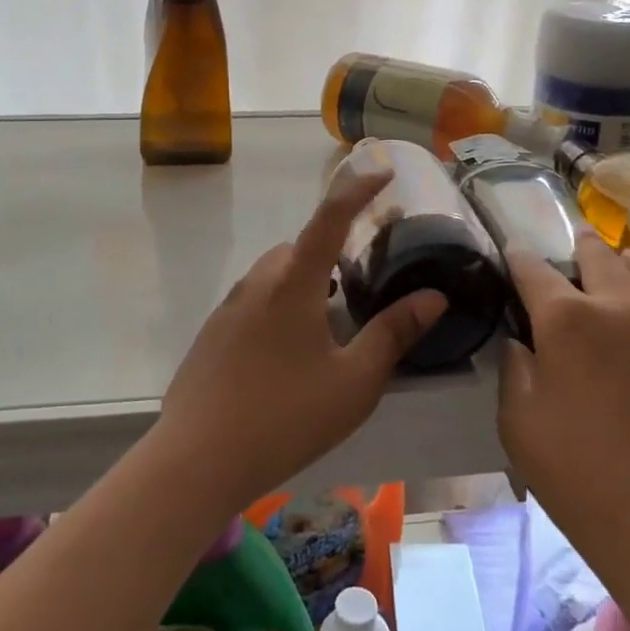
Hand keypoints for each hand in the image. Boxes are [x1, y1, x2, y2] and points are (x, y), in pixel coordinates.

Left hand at [157, 170, 446, 514]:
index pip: (331, 216)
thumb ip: (394, 333)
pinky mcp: (212, 335)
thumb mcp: (354, 381)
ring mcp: (228, 309)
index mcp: (293, 282)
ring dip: (304, 280)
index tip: (383, 170)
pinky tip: (288, 355)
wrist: (196, 460)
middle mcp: (258, 283)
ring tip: (328, 322)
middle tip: (360, 279)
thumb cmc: (285, 417)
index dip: (359, 188)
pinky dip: (280, 305)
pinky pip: (254, 302)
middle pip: (300, 247)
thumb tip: (433, 296)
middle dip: (332, 249)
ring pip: (275, 275)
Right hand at [498, 237, 629, 563]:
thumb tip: (521, 341)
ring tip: (614, 262)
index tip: (510, 252)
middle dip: (576, 245)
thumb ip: (515, 370)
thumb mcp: (518, 424)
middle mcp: (617, 306)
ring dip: (621, 259)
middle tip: (568, 248)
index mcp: (565, 320)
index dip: (517, 258)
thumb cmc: (579, 475)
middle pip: (595, 256)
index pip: (533, 270)